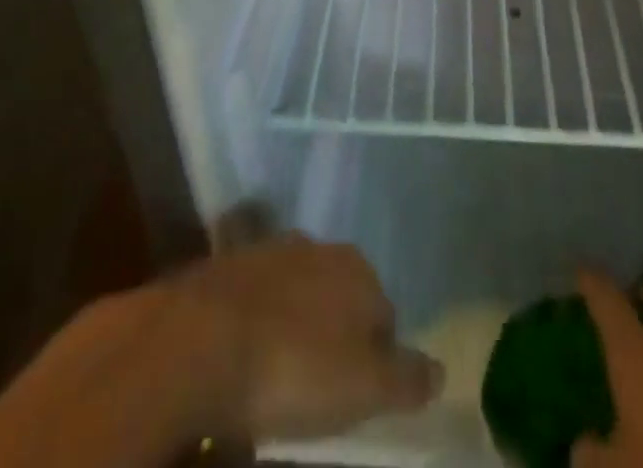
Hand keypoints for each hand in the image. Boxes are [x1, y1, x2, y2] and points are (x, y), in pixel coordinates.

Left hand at [168, 234, 443, 442]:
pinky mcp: (224, 265)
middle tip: (317, 386)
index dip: (377, 358)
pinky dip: (253, 321)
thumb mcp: (364, 388)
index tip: (358, 396)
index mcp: (357, 269)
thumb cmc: (295, 368)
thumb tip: (441, 370)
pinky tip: (243, 354)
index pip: (384, 314)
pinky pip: (252, 298)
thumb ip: (407, 377)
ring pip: (294, 293)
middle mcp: (318, 247)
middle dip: (332, 334)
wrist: (200, 340)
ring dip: (292, 324)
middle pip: (337, 297)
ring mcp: (268, 250)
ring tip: (276, 374)